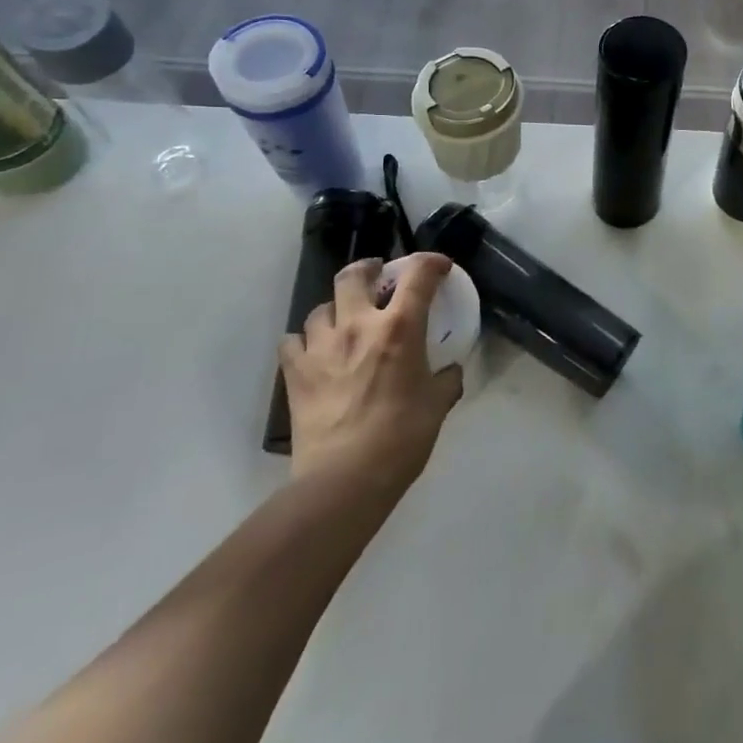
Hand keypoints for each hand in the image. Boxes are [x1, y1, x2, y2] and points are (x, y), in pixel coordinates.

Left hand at [281, 253, 463, 511]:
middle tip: (379, 278)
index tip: (440, 268)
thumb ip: (446, 379)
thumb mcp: (438, 404)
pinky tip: (315, 353)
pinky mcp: (295, 373)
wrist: (344, 480)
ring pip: (321, 307)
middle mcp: (358, 325)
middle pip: (354, 275)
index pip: (419, 274)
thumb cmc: (402, 437)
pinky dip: (305, 341)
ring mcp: (321, 347)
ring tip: (345, 322)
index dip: (432, 262)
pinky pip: (293, 342)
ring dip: (336, 309)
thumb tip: (449, 372)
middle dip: (369, 269)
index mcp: (400, 327)